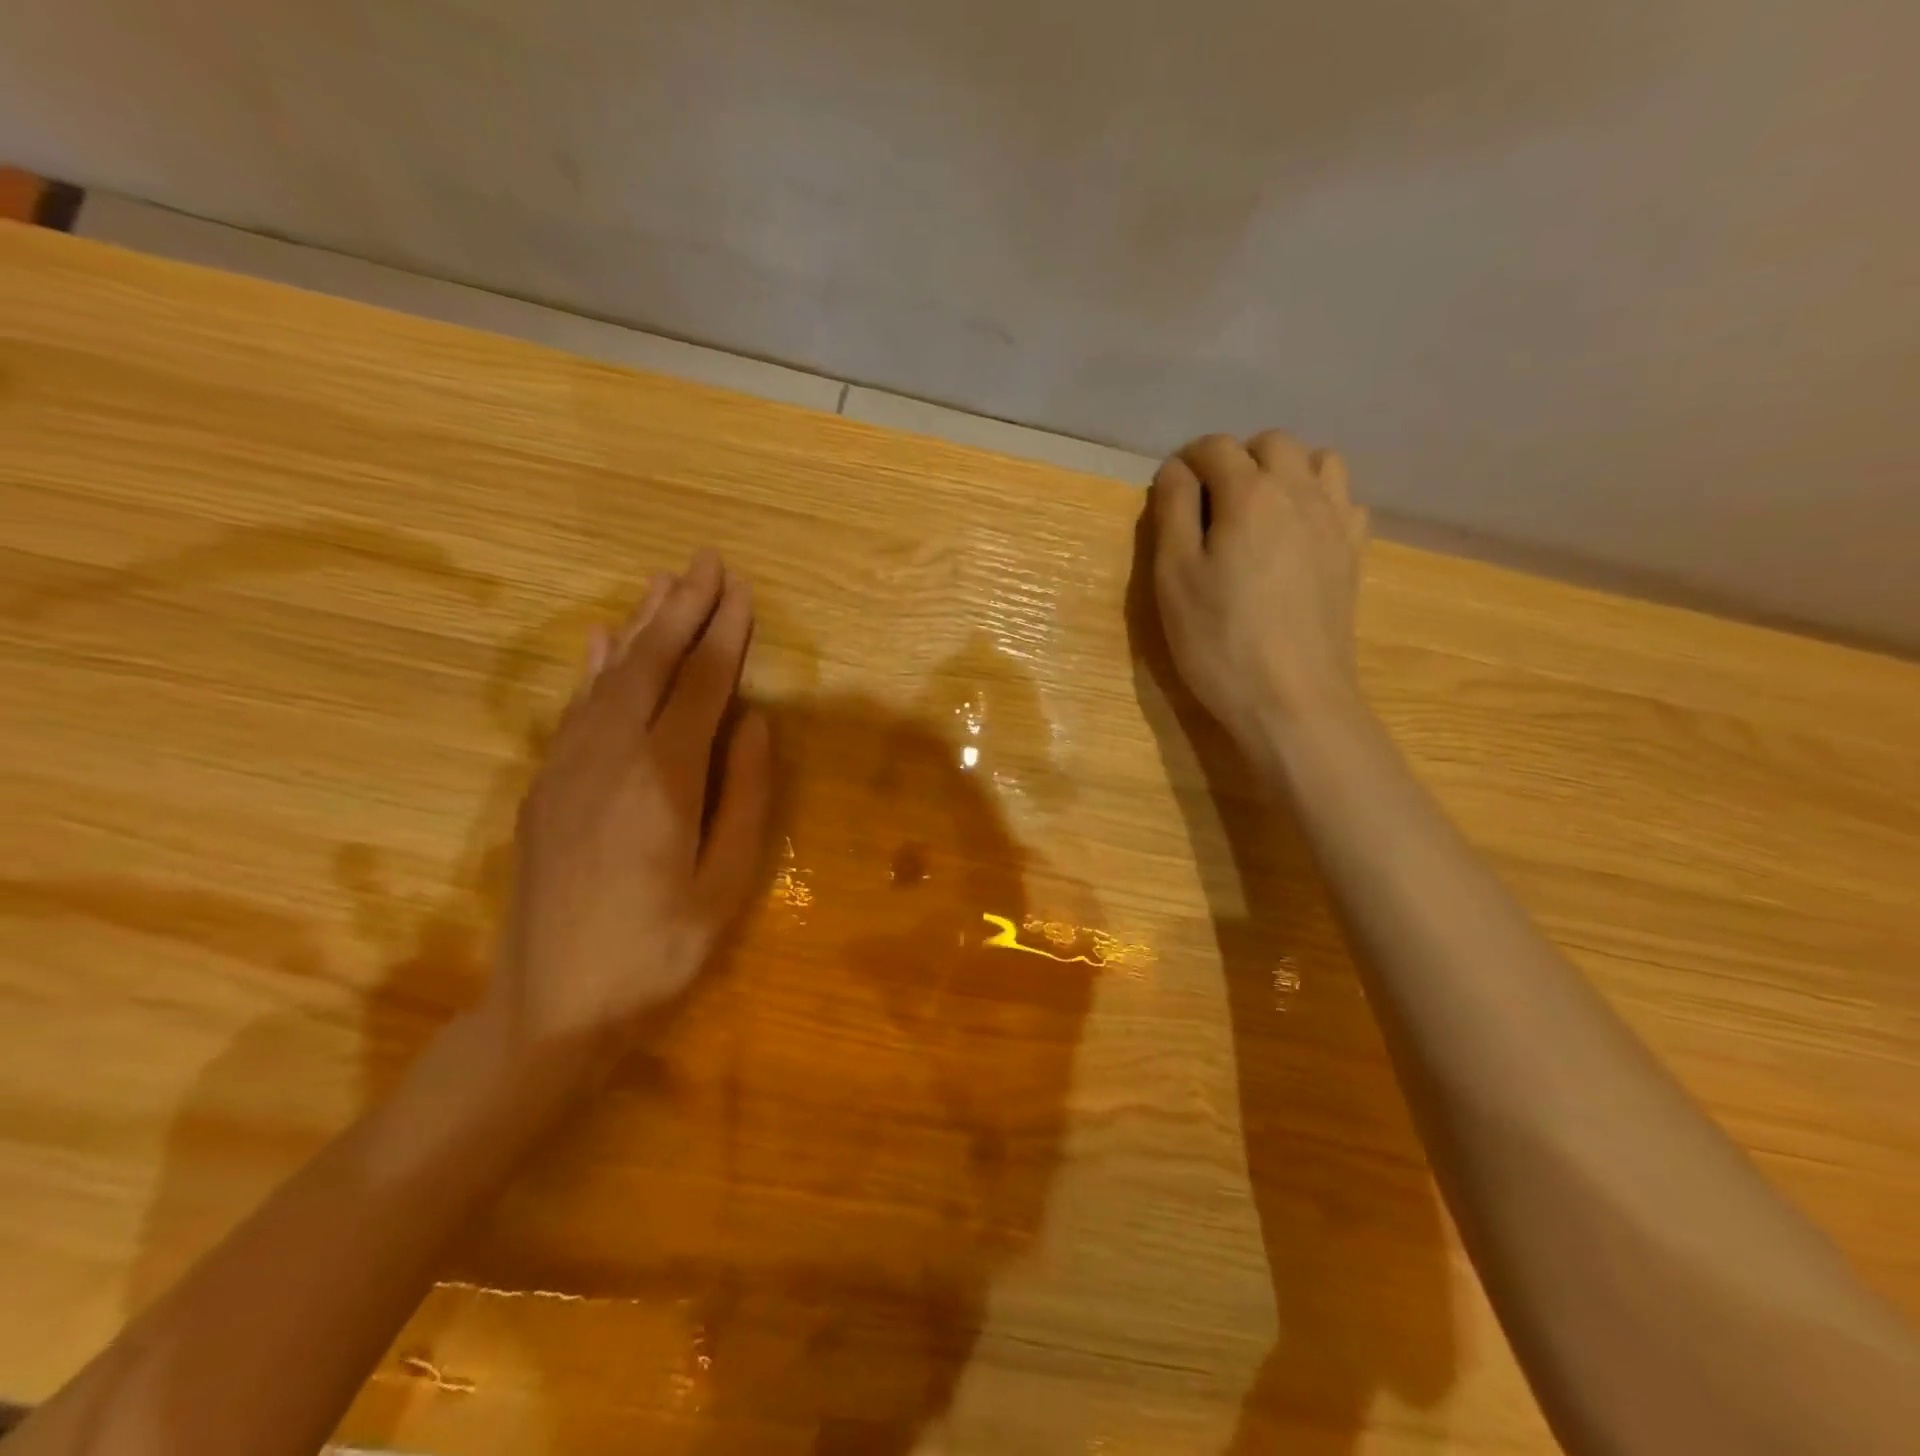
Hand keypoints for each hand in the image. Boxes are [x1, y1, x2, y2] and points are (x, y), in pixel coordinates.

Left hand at [487, 549, 773, 1060]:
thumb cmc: (657, 953)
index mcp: (662, 780)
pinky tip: (602, 640)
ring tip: (664, 584)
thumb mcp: (726, 886)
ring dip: (640, 626)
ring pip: (608, 676)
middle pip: (649, 664)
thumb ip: (745, 797)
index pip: (700, 687)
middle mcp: (609, 756)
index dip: (724, 637)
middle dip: (682, 610)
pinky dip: (594, 666)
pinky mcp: (545, 785)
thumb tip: (755, 724)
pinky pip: (575, 707)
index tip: (742, 593)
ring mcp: (567, 767)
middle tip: (706, 562)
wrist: (549, 1009)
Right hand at [1149, 430, 1368, 746]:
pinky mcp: (1354, 553)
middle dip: (1237, 459)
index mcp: (1250, 493)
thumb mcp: (1174, 577)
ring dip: (1284, 471)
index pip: (1215, 447)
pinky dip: (1318, 500)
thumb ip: (1172, 512)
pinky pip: (1344, 499)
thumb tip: (1175, 470)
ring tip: (1258, 512)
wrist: (1292, 699)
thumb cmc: (1219, 641)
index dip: (1186, 462)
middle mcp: (1300, 492)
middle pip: (1272, 443)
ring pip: (1318, 461)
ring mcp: (1336, 521)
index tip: (1171, 493)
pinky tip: (1298, 536)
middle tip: (1210, 504)